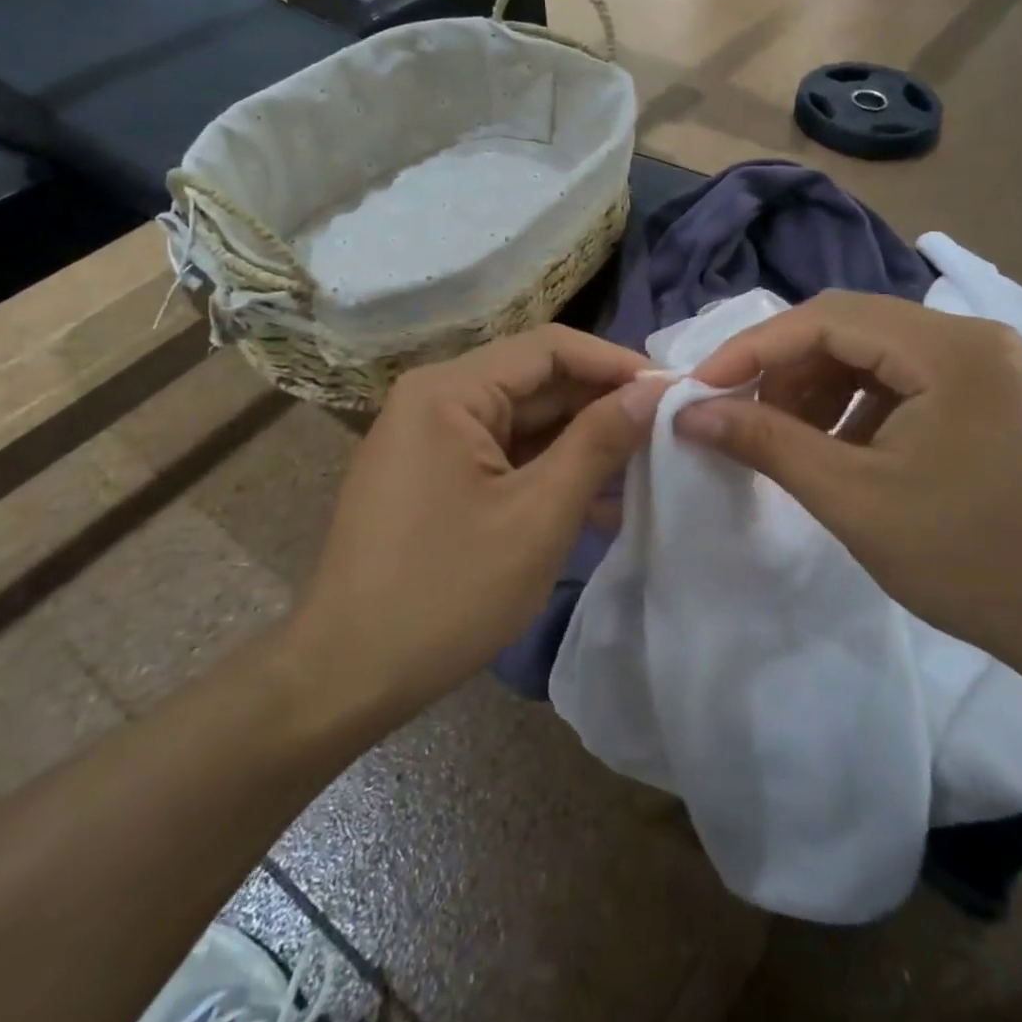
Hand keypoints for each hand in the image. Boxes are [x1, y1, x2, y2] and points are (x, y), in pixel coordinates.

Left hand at [299, 326, 664, 711]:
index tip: (673, 392)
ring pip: (524, 420)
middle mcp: (435, 398)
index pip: (550, 348)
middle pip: (536, 381)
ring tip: (646, 467)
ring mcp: (431, 437)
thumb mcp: (539, 515)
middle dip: (602, 405)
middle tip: (668, 431)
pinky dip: (548, 470)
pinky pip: (503, 454)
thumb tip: (652, 393)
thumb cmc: (447, 592)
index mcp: (450, 390)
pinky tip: (600, 502)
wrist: (348, 673)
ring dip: (582, 442)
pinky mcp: (434, 474)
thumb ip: (598, 443)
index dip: (616, 364)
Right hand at [674, 292, 1021, 673]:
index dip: (754, 349)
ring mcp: (985, 366)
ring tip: (787, 439)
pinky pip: (901, 381)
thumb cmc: (971, 560)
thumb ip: (766, 443)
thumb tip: (690, 413)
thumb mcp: (853, 499)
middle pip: (849, 328)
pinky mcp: (987, 397)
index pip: (827, 318)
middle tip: (741, 417)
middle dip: (785, 369)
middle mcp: (971, 338)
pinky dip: (855, 407)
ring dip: (817, 388)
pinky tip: (838, 450)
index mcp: (949, 349)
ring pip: (872, 354)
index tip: (700, 389)